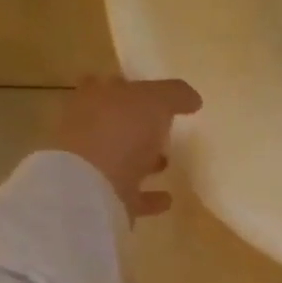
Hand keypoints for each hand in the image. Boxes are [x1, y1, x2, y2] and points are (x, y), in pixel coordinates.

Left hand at [52, 76, 201, 219]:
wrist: (92, 188)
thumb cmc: (120, 132)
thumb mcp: (155, 100)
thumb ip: (175, 94)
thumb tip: (193, 99)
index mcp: (94, 99)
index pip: (109, 85)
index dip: (130, 86)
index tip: (153, 92)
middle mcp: (88, 129)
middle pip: (115, 122)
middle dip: (137, 124)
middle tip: (164, 127)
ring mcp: (93, 165)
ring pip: (121, 157)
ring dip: (143, 159)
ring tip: (167, 162)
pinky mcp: (104, 196)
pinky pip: (131, 194)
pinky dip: (149, 196)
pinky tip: (167, 197)